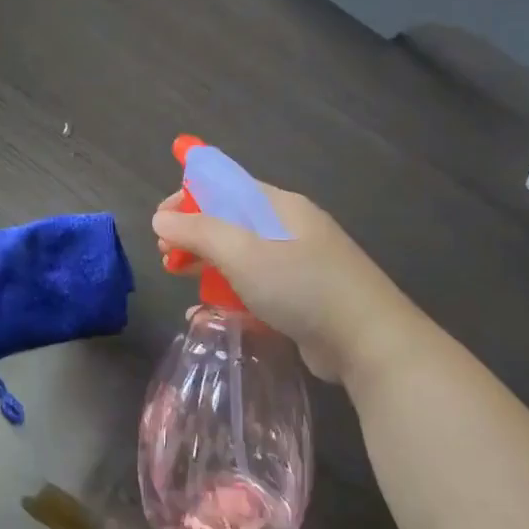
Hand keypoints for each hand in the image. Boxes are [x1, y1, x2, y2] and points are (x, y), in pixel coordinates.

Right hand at [152, 184, 424, 383]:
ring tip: (180, 282)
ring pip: (240, 258)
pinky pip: (254, 289)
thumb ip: (199, 232)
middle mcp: (289, 230)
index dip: (189, 198)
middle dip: (193, 236)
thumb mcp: (243, 253)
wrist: (367, 341)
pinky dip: (228, 296)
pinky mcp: (299, 299)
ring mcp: (297, 266)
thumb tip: (161, 217)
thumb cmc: (302, 286)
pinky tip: (206, 315)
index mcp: (280, 207)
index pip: (226, 186)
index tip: (160, 222)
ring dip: (207, 267)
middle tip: (166, 258)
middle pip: (230, 223)